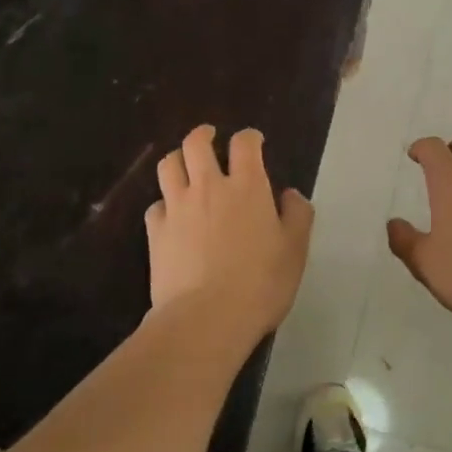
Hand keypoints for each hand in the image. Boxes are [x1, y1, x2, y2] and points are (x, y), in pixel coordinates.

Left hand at [146, 125, 314, 337]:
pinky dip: (164, 203)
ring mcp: (177, 207)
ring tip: (185, 165)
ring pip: (169, 165)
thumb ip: (297, 216)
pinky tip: (171, 214)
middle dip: (203, 134)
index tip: (254, 141)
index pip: (244, 144)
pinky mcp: (156, 232)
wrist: (207, 317)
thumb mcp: (295, 250)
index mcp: (247, 186)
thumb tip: (290, 195)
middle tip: (209, 137)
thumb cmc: (261, 283)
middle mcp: (209, 187)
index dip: (249, 137)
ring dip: (178, 159)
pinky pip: (155, 205)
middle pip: (196, 144)